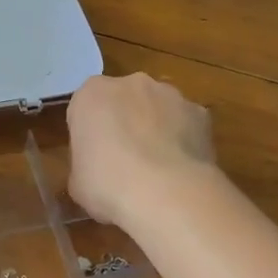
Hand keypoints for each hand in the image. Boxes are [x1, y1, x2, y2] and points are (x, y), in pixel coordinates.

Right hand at [66, 73, 217, 229]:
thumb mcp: (77, 179)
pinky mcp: (200, 113)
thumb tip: (98, 168)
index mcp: (91, 93)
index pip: (85, 108)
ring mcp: (170, 94)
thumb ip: (86, 161)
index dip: (89, 134)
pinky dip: (183, 140)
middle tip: (123, 162)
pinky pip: (186, 124)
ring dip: (155, 128)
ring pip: (157, 108)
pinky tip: (180, 170)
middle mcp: (131, 83)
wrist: (164, 193)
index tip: (92, 159)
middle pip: (124, 100)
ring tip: (157, 170)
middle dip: (124, 123)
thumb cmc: (107, 184)